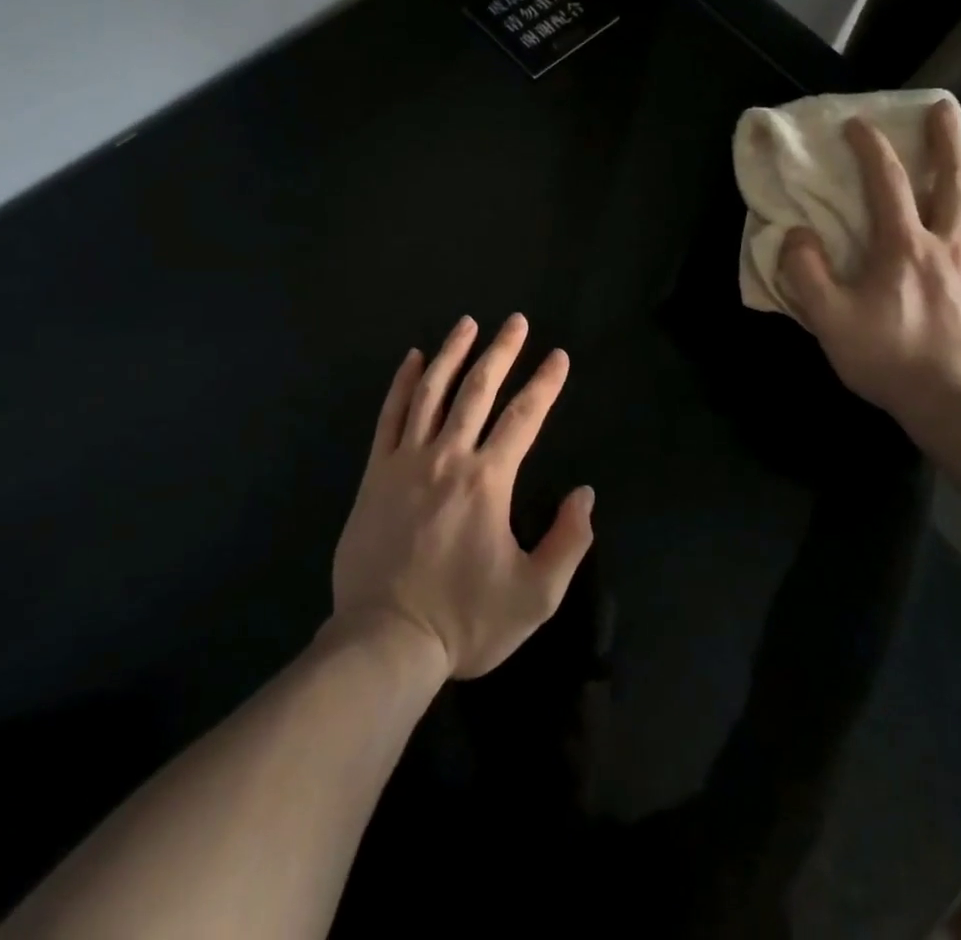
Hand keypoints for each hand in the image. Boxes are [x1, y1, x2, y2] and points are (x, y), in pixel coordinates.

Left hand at [330, 314, 594, 680]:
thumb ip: (568, 542)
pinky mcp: (375, 473)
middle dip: (501, 352)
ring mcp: (406, 460)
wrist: (386, 640)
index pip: (524, 417)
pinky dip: (402, 384)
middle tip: (515, 321)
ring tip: (467, 324)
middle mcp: (448, 456)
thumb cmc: (465, 621)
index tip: (558, 356)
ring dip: (452, 353)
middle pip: (478, 390)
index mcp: (488, 481)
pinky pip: (390, 416)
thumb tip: (585, 494)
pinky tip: (412, 359)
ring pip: (432, 392)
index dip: (545, 384)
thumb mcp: (535, 597)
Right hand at [778, 99, 960, 433]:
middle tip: (944, 108)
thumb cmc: (888, 359)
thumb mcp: (828, 318)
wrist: (958, 405)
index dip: (871, 148)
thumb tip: (797, 233)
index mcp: (903, 247)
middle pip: (954, 181)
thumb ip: (805, 271)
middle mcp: (951, 246)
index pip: (885, 183)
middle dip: (947, 139)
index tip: (858, 124)